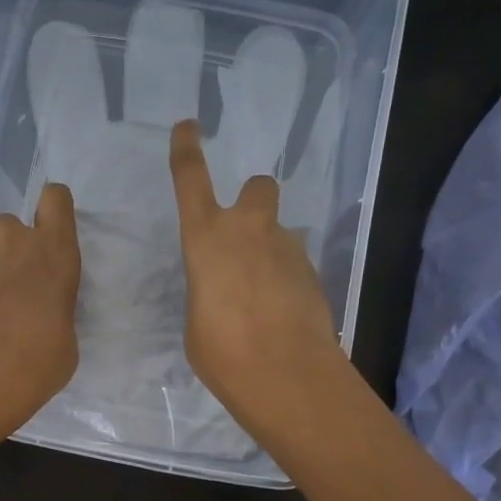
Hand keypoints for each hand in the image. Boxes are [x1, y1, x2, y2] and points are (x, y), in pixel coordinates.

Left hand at [0, 182, 81, 429]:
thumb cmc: (41, 357)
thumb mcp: (67, 334)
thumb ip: (55, 309)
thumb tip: (40, 314)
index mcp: (54, 250)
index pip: (55, 199)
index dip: (53, 211)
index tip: (51, 233)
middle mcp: (13, 242)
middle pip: (12, 226)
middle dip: (14, 249)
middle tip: (20, 287)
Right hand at [169, 119, 342, 434]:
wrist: (286, 374)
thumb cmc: (222, 351)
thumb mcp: (196, 319)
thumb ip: (207, 288)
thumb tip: (226, 285)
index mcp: (206, 238)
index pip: (191, 179)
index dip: (187, 149)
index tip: (189, 126)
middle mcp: (249, 231)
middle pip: (258, 187)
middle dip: (251, 200)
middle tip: (244, 235)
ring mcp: (287, 249)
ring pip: (278, 232)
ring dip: (268, 251)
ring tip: (259, 299)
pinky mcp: (313, 273)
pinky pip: (292, 264)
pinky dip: (284, 280)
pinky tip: (279, 315)